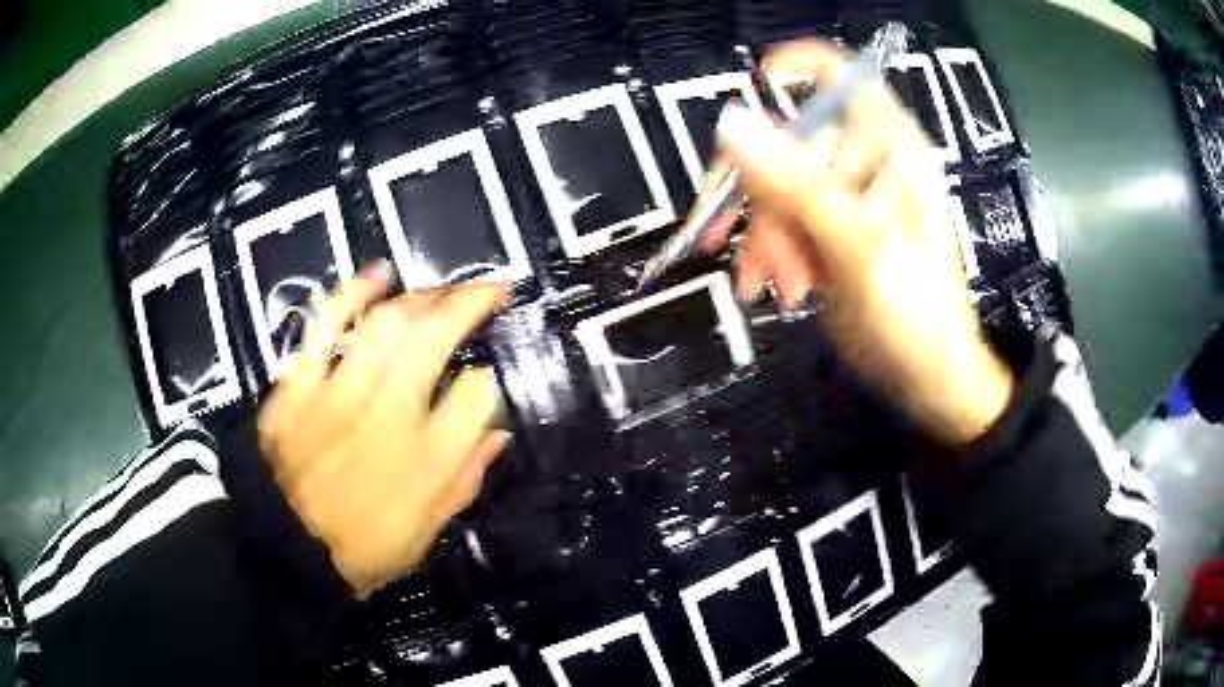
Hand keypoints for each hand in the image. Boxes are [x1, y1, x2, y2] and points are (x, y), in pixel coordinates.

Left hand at [258, 263, 511, 597]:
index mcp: (427, 458)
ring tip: (444, 288)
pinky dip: (352, 293)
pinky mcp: (302, 383)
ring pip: (387, 323)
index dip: (486, 380)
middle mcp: (388, 415)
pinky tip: (379, 275)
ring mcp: (340, 392)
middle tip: (491, 288)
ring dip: (423, 295)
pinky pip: (326, 325)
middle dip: (470, 303)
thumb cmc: (363, 546)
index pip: (476, 394)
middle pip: (435, 337)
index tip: (483, 378)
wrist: (287, 547)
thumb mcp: (427, 530)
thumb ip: (465, 479)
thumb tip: (497, 436)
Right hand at [713, 41, 1013, 444]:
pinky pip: (779, 221)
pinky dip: (767, 252)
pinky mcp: (829, 230)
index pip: (837, 75)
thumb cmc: (914, 312)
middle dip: (759, 192)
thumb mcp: (858, 246)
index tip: (753, 91)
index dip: (793, 70)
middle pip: (787, 138)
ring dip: (762, 235)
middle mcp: (863, 161)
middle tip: (734, 235)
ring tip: (771, 283)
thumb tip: (731, 121)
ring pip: (774, 186)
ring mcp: (844, 196)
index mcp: (887, 145)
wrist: (927, 378)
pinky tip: (772, 285)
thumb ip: (796, 184)